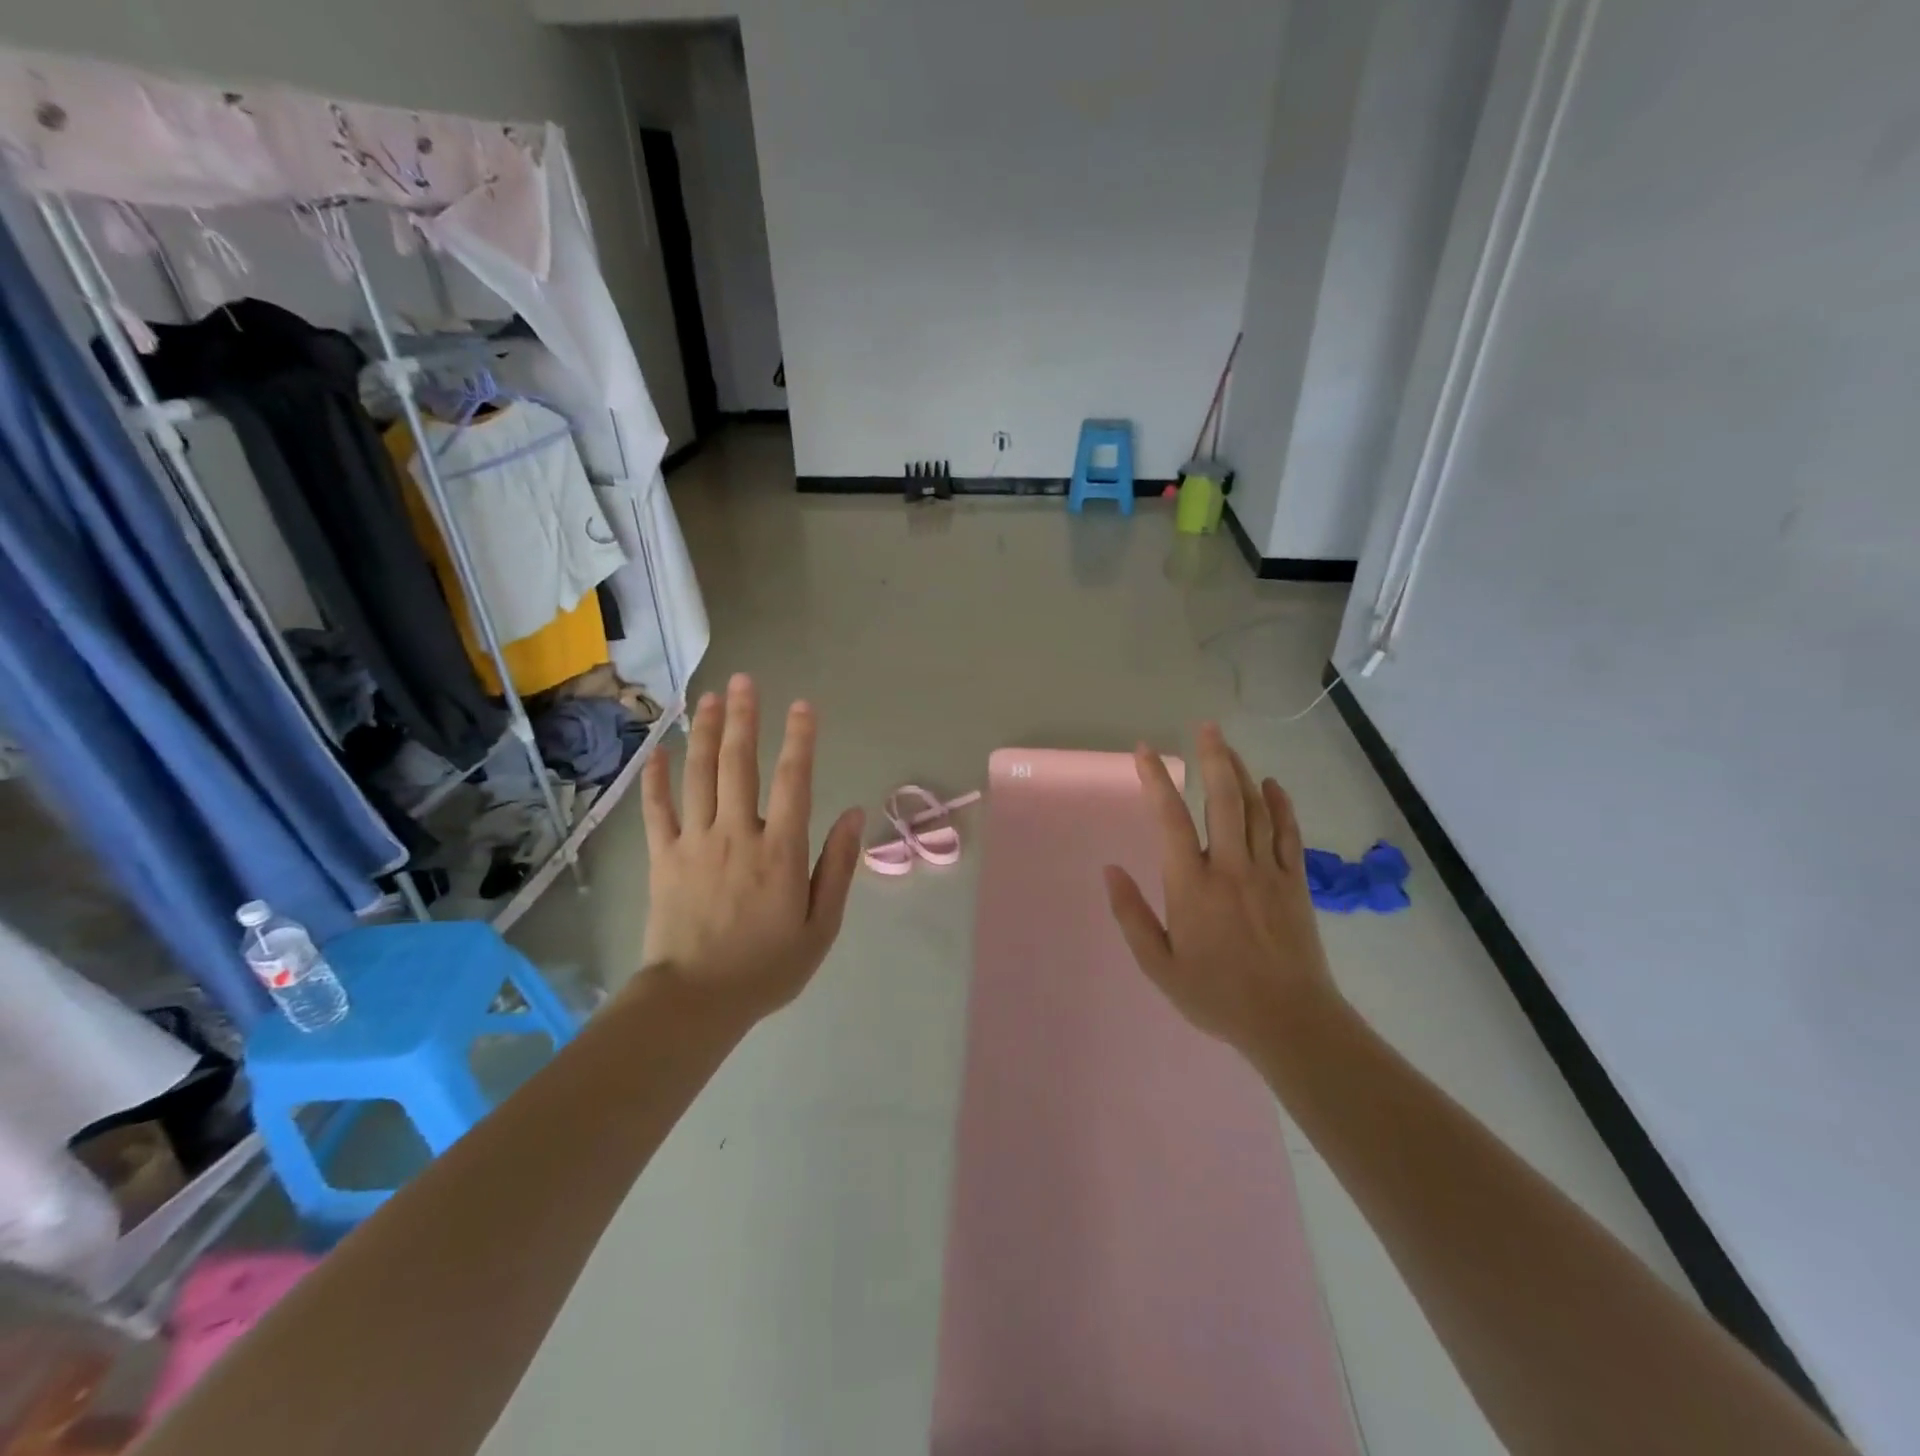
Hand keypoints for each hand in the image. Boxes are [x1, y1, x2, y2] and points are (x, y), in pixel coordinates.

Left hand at [637, 674, 864, 1020]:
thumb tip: (855, 815)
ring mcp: (695, 842)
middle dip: (744, 718)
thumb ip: (837, 867)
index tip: (803, 705)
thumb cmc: (767, 966)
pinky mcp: (663, 858)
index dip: (800, 739)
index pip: (793, 781)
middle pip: (739, 764)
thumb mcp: (821, 925)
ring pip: (699, 776)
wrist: (695, 1001)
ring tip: (708, 698)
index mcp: (780, 850)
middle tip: (745, 681)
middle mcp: (737, 834)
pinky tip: (659, 751)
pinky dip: (656, 779)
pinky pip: (657, 810)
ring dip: (705, 733)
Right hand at [1103, 723, 1340, 1059]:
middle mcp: (1230, 867)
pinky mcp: (1295, 882)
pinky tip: (1272, 784)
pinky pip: (1288, 832)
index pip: (1170, 819)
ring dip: (1240, 772)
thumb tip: (1110, 870)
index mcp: (1191, 885)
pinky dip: (1280, 804)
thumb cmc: (1216, 995)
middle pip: (1223, 798)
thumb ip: (1131, 915)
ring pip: (1256, 808)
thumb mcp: (1159, 966)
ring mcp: (1267, 871)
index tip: (1144, 751)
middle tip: (1205, 727)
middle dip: (1212, 757)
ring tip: (1227, 746)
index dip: (1156, 780)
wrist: (1290, 1021)